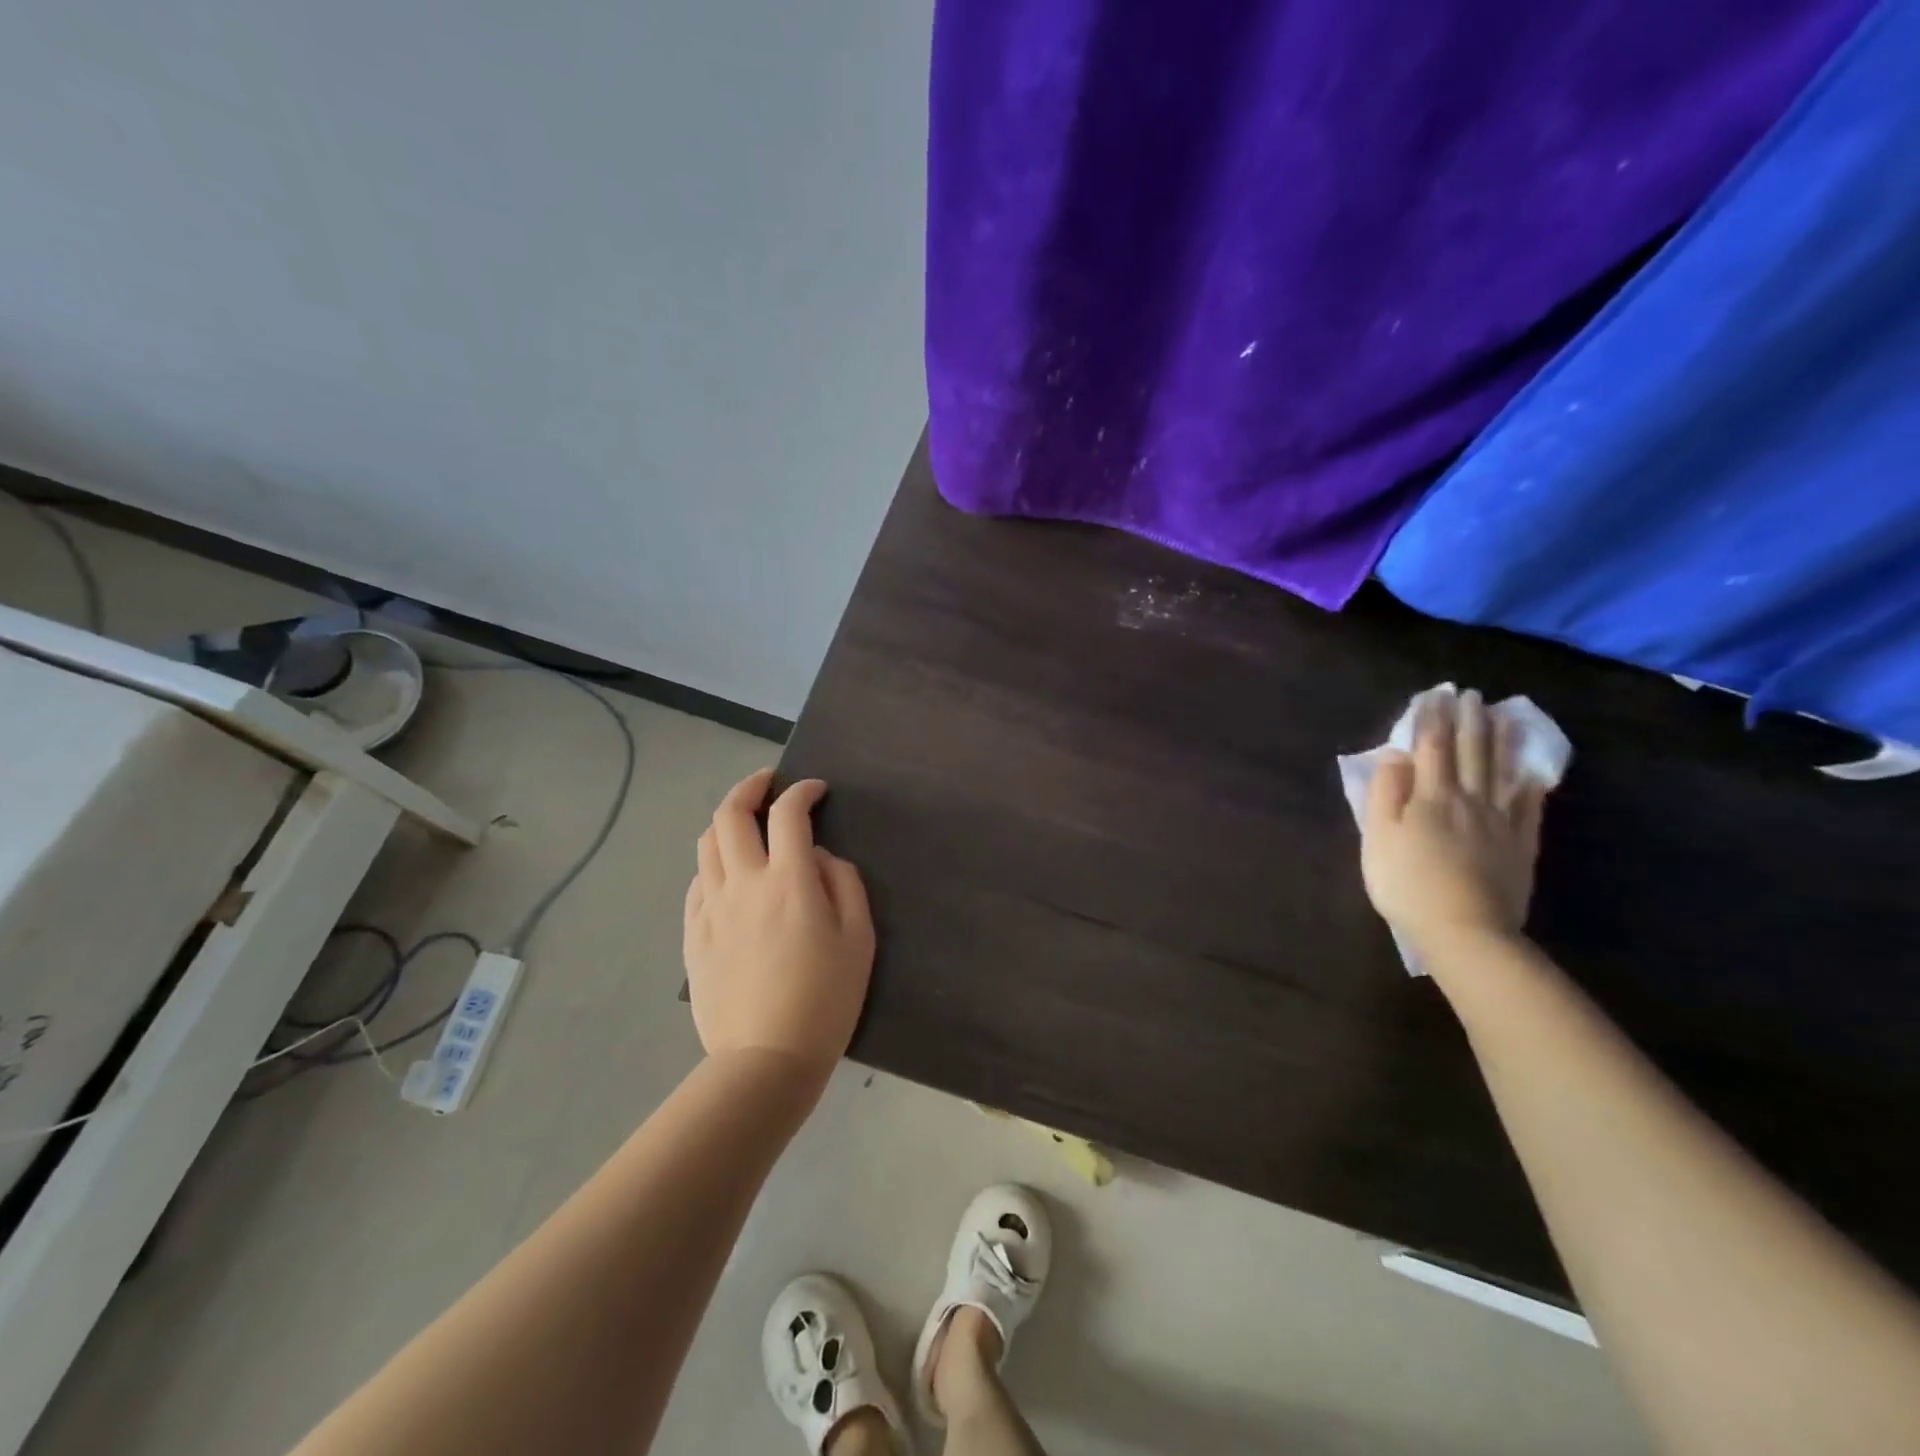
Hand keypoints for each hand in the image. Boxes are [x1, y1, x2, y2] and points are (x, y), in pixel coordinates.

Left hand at [683, 768, 875, 1082]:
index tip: (815, 790)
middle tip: (768, 784)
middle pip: (730, 815)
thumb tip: (817, 857)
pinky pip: (697, 883)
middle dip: (750, 787)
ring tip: (746, 824)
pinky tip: (729, 875)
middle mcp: (743, 883)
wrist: (766, 1058)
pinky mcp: (693, 935)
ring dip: (727, 822)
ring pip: (707, 844)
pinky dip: (714, 864)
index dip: (802, 791)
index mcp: (788, 882)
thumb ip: (843, 883)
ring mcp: (711, 909)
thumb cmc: (825, 999)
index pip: (789, 814)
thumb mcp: (859, 938)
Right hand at [1361, 689, 1547, 960]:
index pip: (1430, 747)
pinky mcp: (1521, 846)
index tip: (1432, 694)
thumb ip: (1384, 793)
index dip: (1430, 718)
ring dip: (1500, 741)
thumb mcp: (1377, 838)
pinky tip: (1532, 771)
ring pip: (1501, 772)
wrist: (1464, 931)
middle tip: (1470, 694)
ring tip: (1503, 715)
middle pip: (1470, 752)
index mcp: (1429, 797)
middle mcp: (1468, 800)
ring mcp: (1500, 822)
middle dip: (1468, 720)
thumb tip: (1395, 756)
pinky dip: (1530, 785)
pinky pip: (1529, 807)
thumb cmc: (1406, 884)